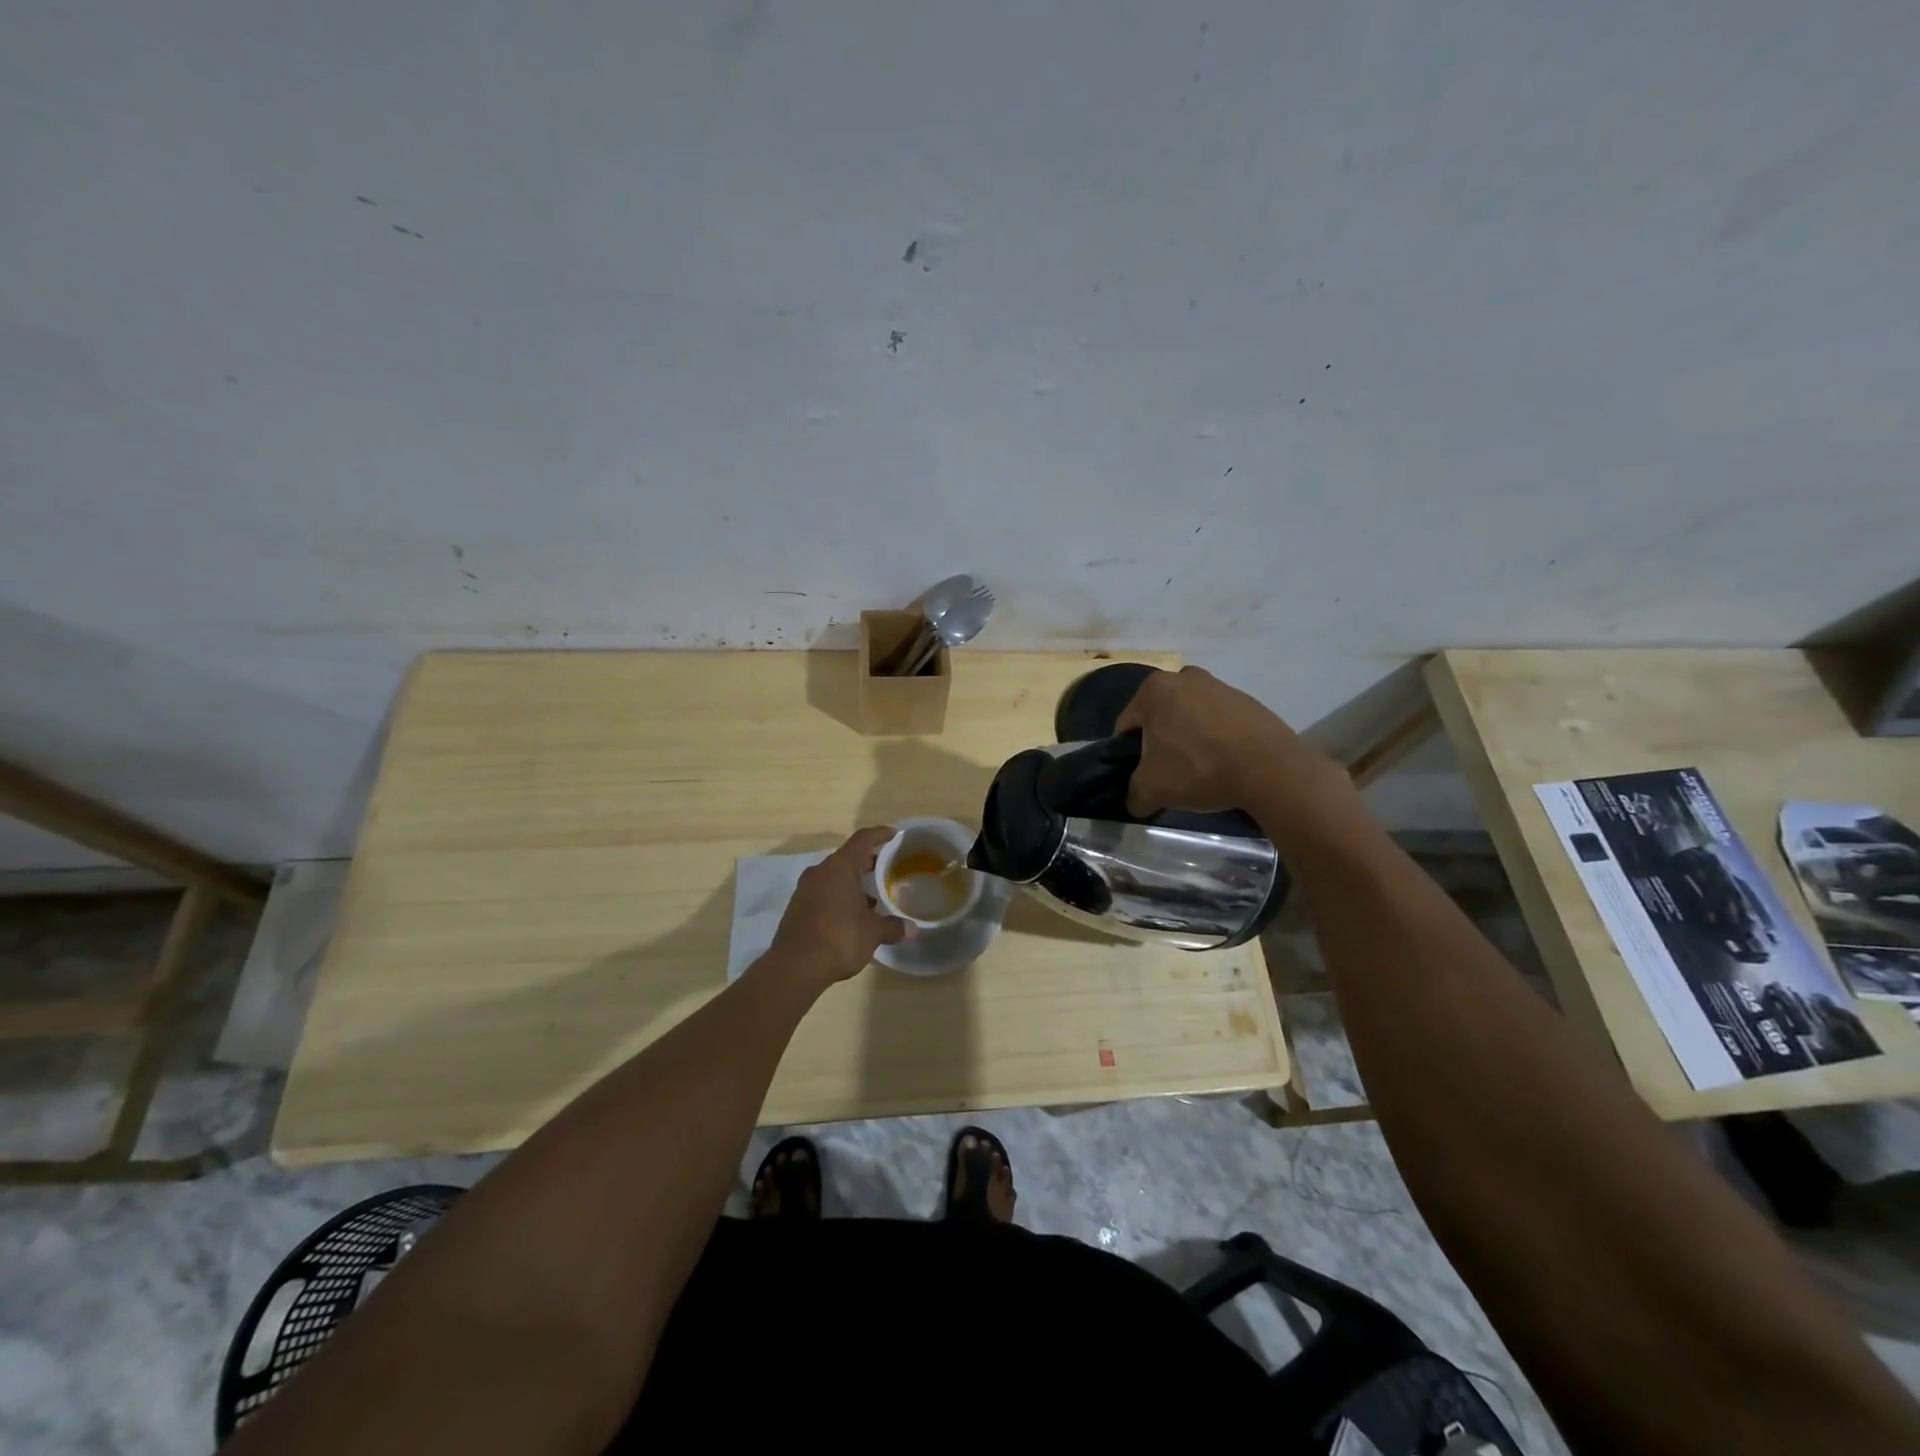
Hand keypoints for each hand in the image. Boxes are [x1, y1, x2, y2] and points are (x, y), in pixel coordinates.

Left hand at [765, 826, 910, 987]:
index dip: (880, 834)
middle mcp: (820, 872)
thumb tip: (912, 929)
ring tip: (873, 897)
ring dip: (853, 882)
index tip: (894, 834)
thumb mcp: (872, 933)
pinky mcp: (797, 908)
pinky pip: (824, 893)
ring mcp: (805, 890)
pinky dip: (840, 897)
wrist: (794, 967)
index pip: (862, 840)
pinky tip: (852, 915)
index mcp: (840, 867)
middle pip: (847, 857)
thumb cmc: (839, 938)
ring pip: (834, 877)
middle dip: (868, 861)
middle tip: (888, 868)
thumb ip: (892, 927)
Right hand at [1115, 666, 1351, 820]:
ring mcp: (1220, 686)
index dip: (1127, 755)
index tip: (1140, 776)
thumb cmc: (1198, 768)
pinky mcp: (1248, 701)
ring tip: (1199, 772)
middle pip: (1159, 719)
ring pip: (1189, 719)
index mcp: (1154, 689)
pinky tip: (1224, 764)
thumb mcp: (1151, 789)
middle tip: (1168, 774)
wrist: (1270, 769)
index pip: (1126, 726)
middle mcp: (1185, 677)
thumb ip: (1133, 794)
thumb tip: (1136, 800)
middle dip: (1160, 744)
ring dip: (1188, 741)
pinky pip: (1218, 723)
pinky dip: (1215, 741)